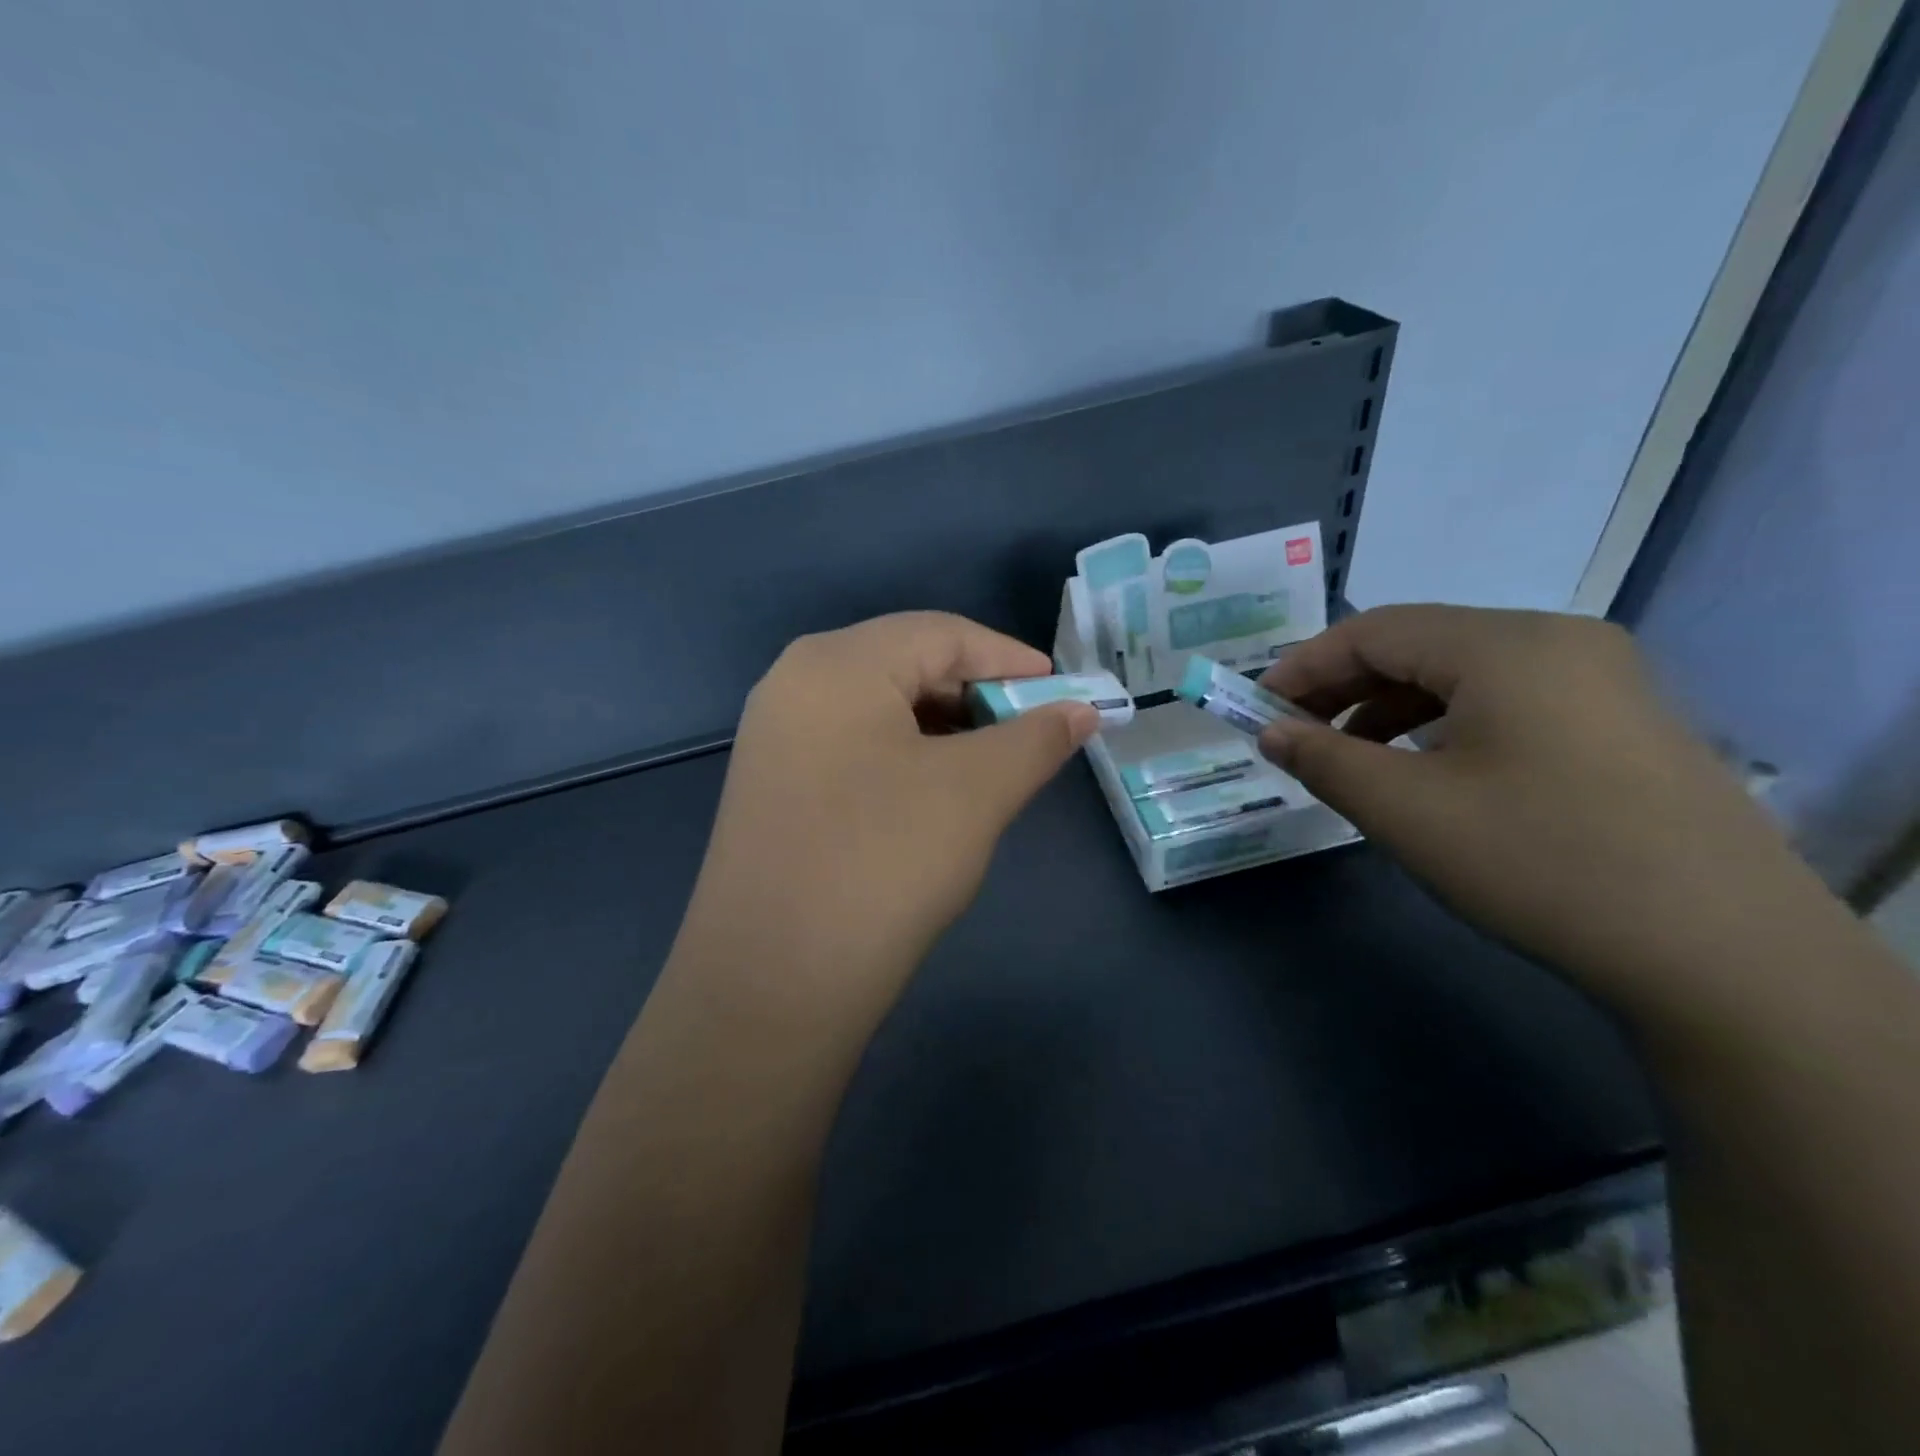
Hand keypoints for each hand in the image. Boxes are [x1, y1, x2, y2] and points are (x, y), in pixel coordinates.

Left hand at [682, 612, 1096, 1004]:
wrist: (772, 983)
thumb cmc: (883, 862)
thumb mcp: (976, 791)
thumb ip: (1036, 739)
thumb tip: (1082, 710)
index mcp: (837, 662)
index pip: (941, 634)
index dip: (1010, 659)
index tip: (1064, 694)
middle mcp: (795, 683)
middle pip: (906, 665)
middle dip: (977, 696)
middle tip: (1030, 736)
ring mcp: (775, 737)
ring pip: (879, 710)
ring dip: (944, 730)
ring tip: (991, 767)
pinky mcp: (771, 787)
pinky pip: (852, 748)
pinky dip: (904, 758)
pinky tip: (932, 796)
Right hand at [1256, 606, 1821, 1005]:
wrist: (1723, 956)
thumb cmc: (1540, 862)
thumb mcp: (1406, 810)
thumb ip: (1324, 759)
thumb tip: (1272, 732)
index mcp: (1505, 644)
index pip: (1374, 630)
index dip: (1304, 666)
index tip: (1256, 708)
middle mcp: (1557, 641)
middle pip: (1420, 644)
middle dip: (1344, 687)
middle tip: (1293, 733)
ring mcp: (1601, 680)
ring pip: (1463, 674)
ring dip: (1390, 707)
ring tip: (1349, 757)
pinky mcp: (1621, 723)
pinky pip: (1507, 701)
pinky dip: (1445, 724)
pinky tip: (1424, 769)